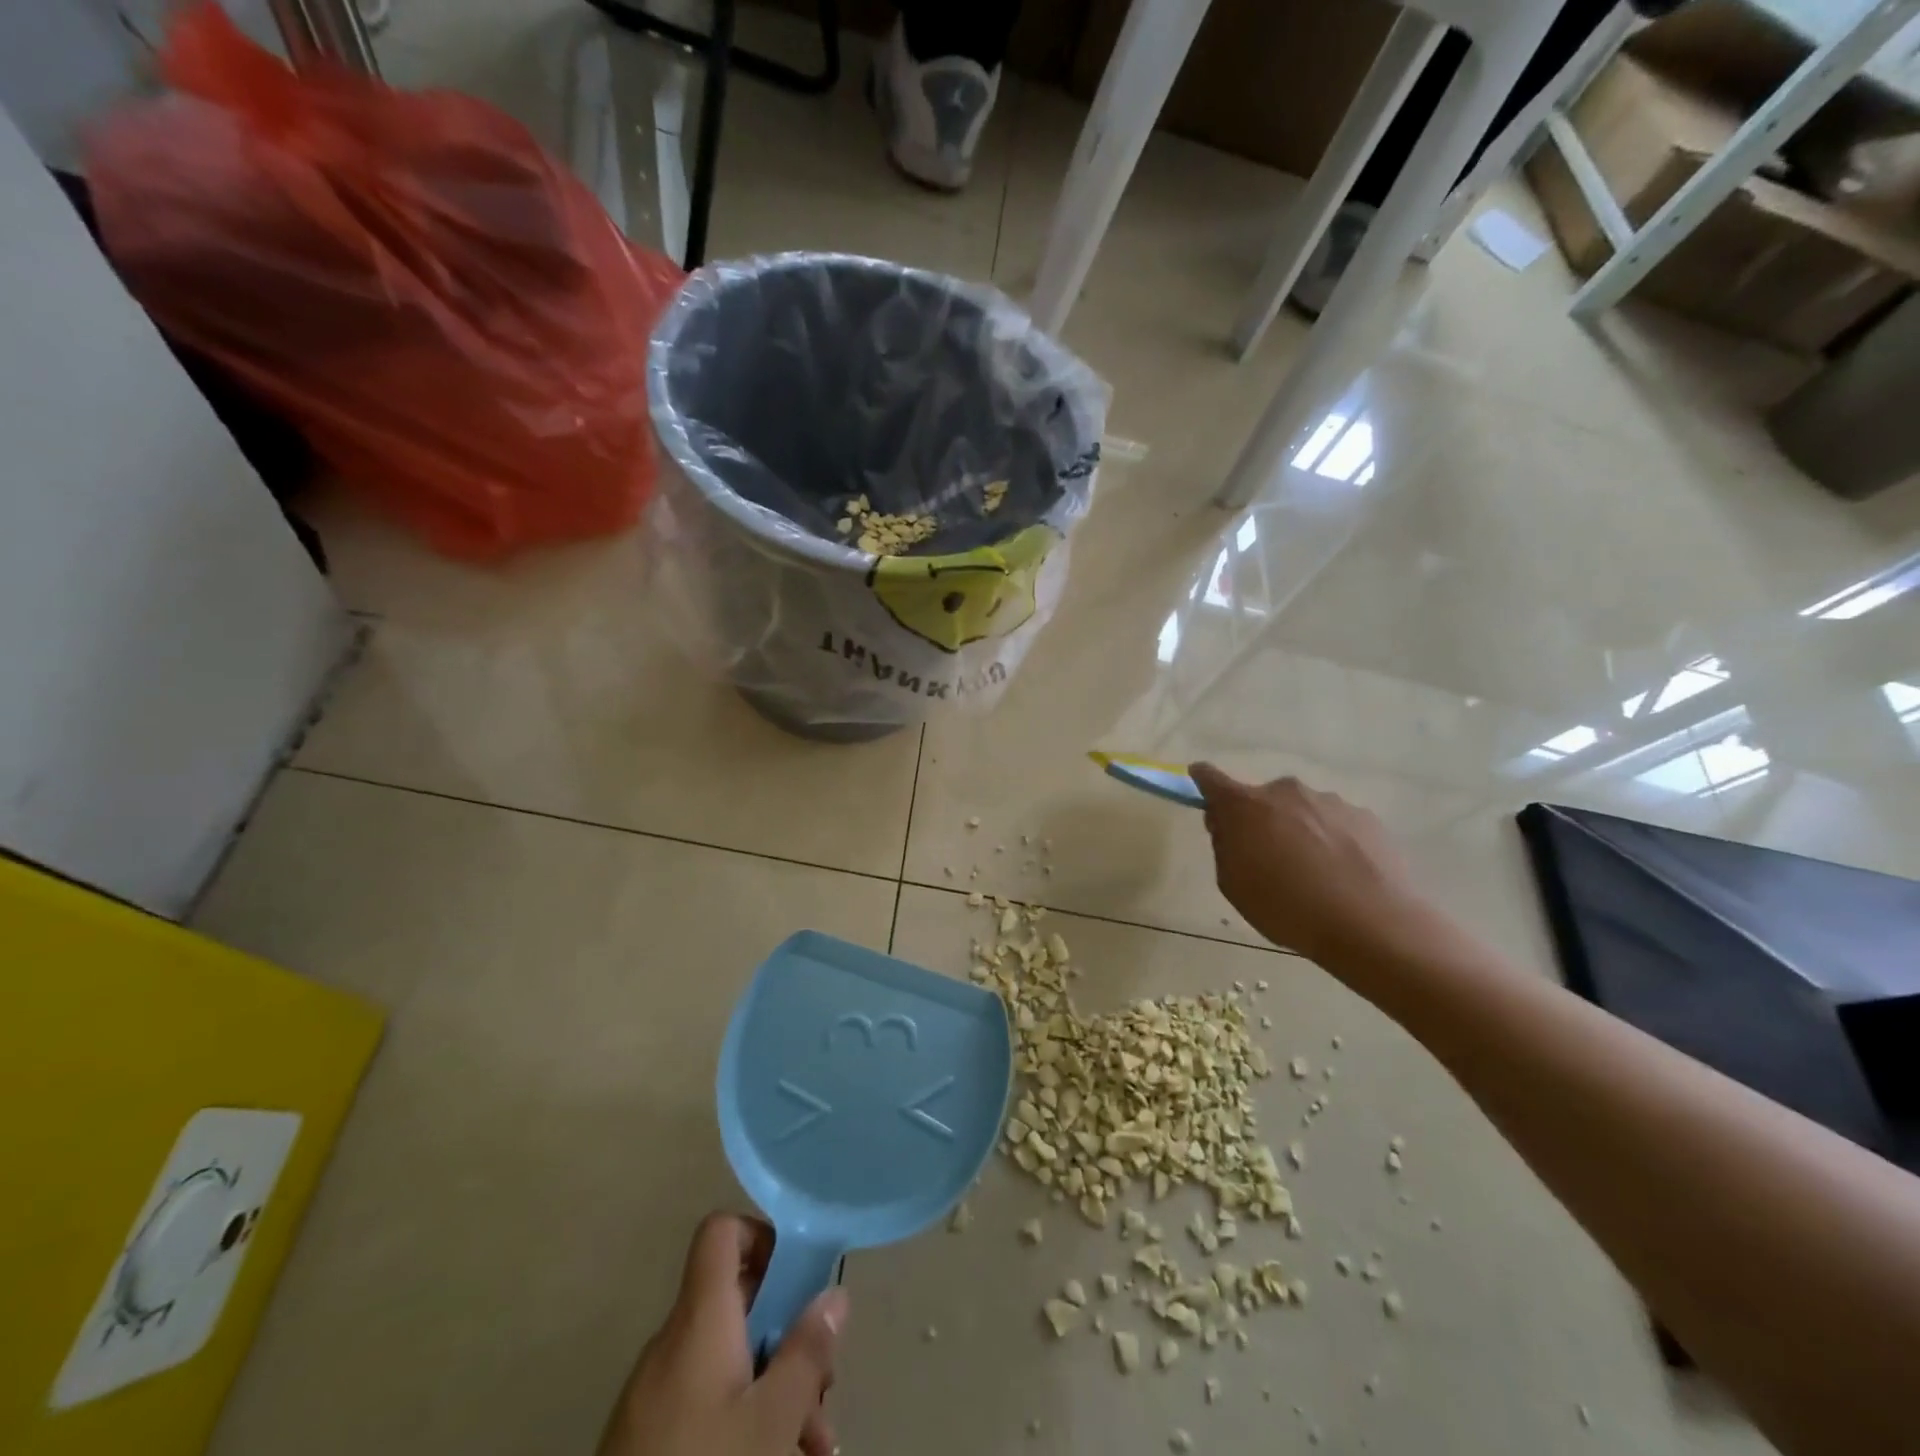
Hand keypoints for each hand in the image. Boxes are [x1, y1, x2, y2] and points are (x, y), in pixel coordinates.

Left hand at [597, 1213, 845, 1455]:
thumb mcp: (772, 1417)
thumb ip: (807, 1351)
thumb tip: (834, 1293)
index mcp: (699, 1317)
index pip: (722, 1232)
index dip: (762, 1237)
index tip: (800, 1278)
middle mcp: (673, 1341)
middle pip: (738, 1304)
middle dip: (789, 1336)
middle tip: (825, 1388)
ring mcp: (655, 1392)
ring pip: (730, 1360)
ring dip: (776, 1388)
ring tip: (815, 1446)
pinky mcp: (647, 1437)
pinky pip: (706, 1399)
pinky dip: (743, 1416)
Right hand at [1190, 764, 1432, 963]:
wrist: (1371, 924)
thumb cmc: (1286, 908)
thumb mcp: (1233, 885)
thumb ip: (1225, 847)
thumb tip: (1230, 828)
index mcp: (1245, 807)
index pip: (1211, 779)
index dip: (1203, 781)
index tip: (1200, 785)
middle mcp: (1286, 792)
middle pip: (1262, 799)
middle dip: (1260, 820)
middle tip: (1267, 859)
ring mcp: (1330, 801)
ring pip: (1302, 811)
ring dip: (1299, 831)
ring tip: (1313, 875)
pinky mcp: (1366, 817)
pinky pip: (1336, 824)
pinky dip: (1332, 842)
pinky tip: (1342, 876)